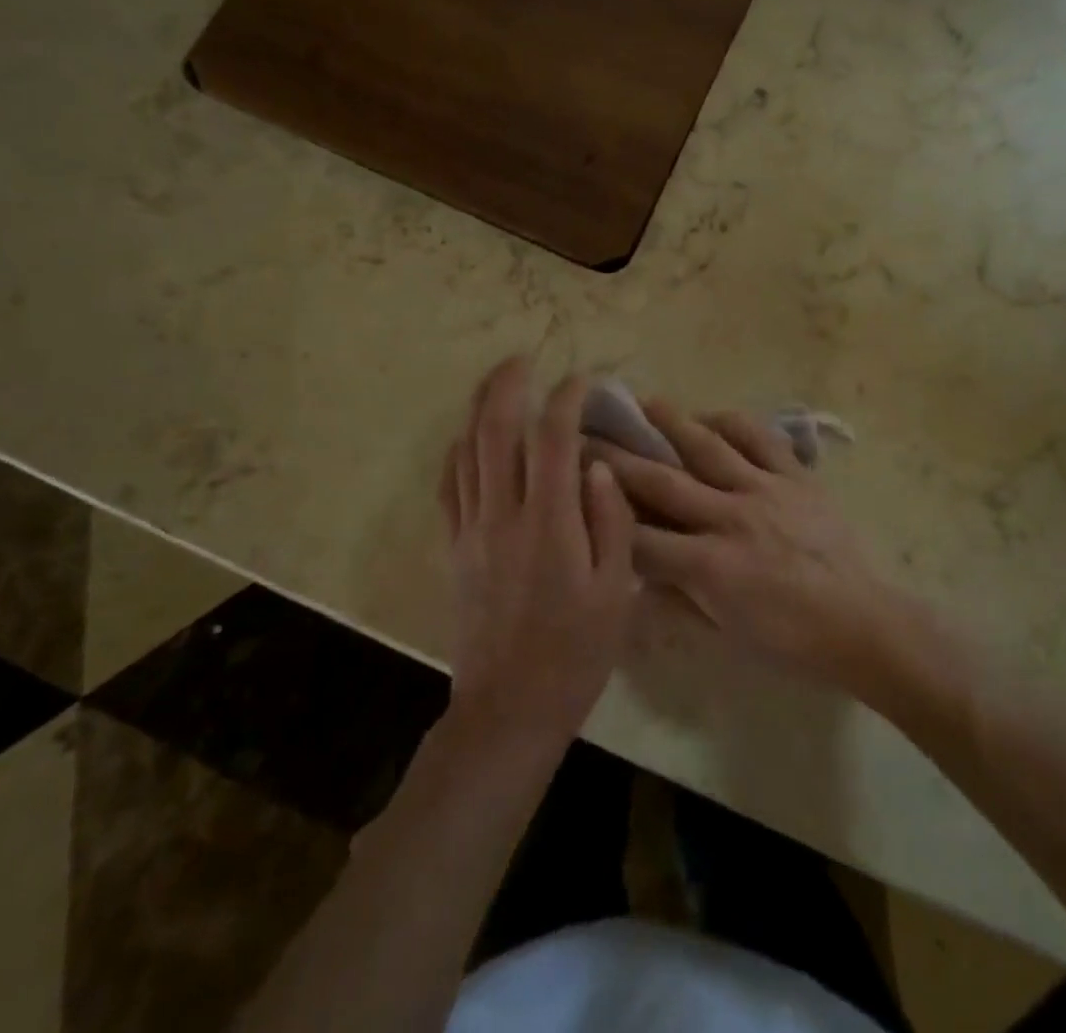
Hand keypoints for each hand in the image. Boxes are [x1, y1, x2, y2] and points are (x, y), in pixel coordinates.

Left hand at [440, 357, 637, 754]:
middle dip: (506, 385)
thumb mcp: (616, 591)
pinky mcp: (455, 548)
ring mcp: (472, 529)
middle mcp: (503, 514)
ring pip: (466, 451)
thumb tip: (599, 466)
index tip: (582, 380)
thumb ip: (610, 522)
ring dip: (478, 409)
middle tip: (521, 358)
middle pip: (495, 431)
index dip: (565, 399)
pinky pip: (448, 486)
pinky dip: (457, 452)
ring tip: (495, 382)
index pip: (552, 439)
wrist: (510, 707)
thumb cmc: (576, 652)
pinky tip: (467, 439)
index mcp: (549, 523)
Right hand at [591, 400, 899, 691]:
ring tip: (645, 402)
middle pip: (661, 482)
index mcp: (709, 566)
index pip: (640, 538)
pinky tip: (712, 416)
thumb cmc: (789, 640)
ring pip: (708, 448)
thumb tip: (637, 573)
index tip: (574, 490)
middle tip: (586, 434)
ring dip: (672, 423)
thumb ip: (677, 598)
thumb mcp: (723, 632)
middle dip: (616, 459)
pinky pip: (761, 439)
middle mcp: (730, 519)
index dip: (602, 514)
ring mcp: (765, 491)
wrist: (860, 622)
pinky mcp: (796, 478)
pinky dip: (733, 423)